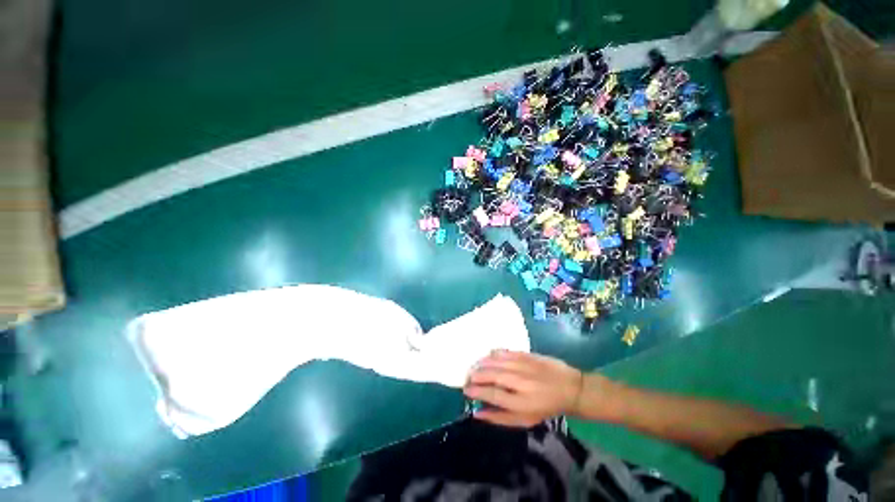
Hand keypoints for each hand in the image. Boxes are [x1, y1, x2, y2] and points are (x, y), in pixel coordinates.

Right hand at [463, 350, 582, 426]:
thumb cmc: (546, 407)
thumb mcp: (524, 420)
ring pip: (496, 361)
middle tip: (467, 377)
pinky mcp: (527, 355)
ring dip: (482, 363)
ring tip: (474, 366)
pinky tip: (487, 356)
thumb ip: (500, 417)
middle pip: (492, 375)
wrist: (569, 388)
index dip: (476, 391)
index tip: (466, 390)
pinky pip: (505, 352)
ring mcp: (524, 366)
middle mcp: (521, 382)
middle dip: (476, 375)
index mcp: (521, 403)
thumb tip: (477, 414)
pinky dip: (494, 353)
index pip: (492, 394)